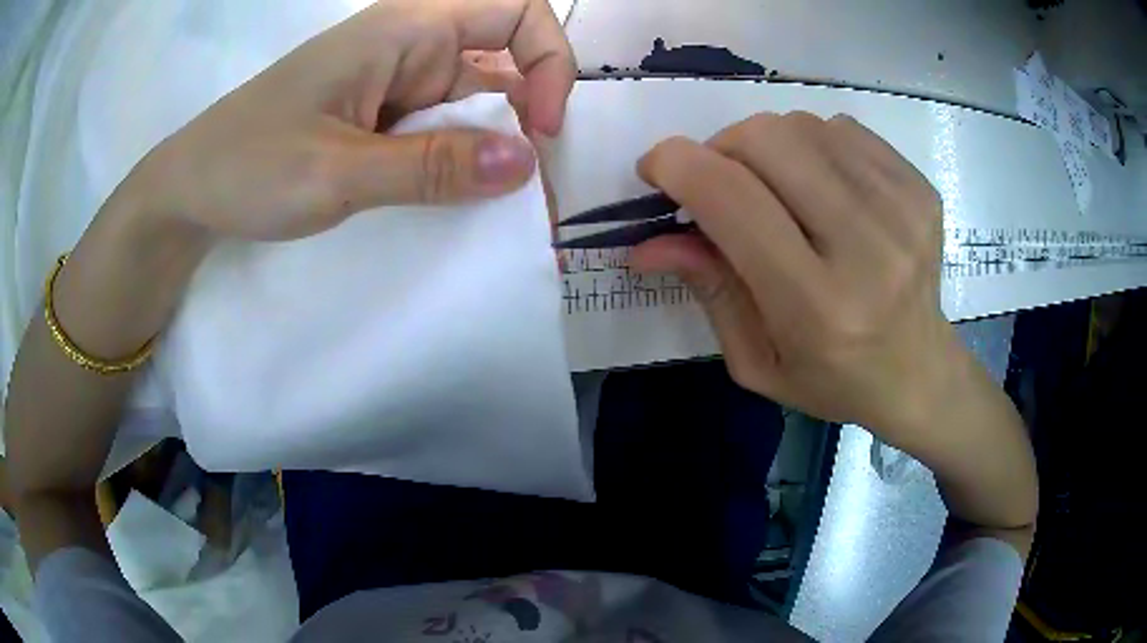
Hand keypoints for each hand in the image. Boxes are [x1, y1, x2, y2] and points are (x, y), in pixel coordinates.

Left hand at [132, 0, 575, 241]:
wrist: (190, 192)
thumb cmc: (248, 167)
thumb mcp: (337, 170)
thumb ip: (430, 166)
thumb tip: (526, 164)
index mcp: (403, 30)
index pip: (515, 10)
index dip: (549, 59)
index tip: (543, 128)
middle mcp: (408, 47)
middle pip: (502, 59)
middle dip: (529, 114)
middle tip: (525, 185)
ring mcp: (393, 85)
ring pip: (472, 101)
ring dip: (494, 146)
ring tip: (498, 205)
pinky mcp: (379, 120)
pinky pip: (439, 131)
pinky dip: (460, 162)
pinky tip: (458, 198)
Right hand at [633, 113, 961, 444]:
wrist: (919, 373)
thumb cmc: (834, 379)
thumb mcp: (757, 360)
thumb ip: (708, 290)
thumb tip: (647, 242)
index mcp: (816, 306)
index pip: (731, 198)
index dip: (676, 165)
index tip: (656, 169)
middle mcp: (866, 248)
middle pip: (765, 139)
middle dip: (721, 149)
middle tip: (721, 183)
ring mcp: (901, 209)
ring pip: (800, 125)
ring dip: (767, 146)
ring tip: (775, 189)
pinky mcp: (919, 188)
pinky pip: (840, 128)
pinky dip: (812, 144)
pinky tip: (821, 186)